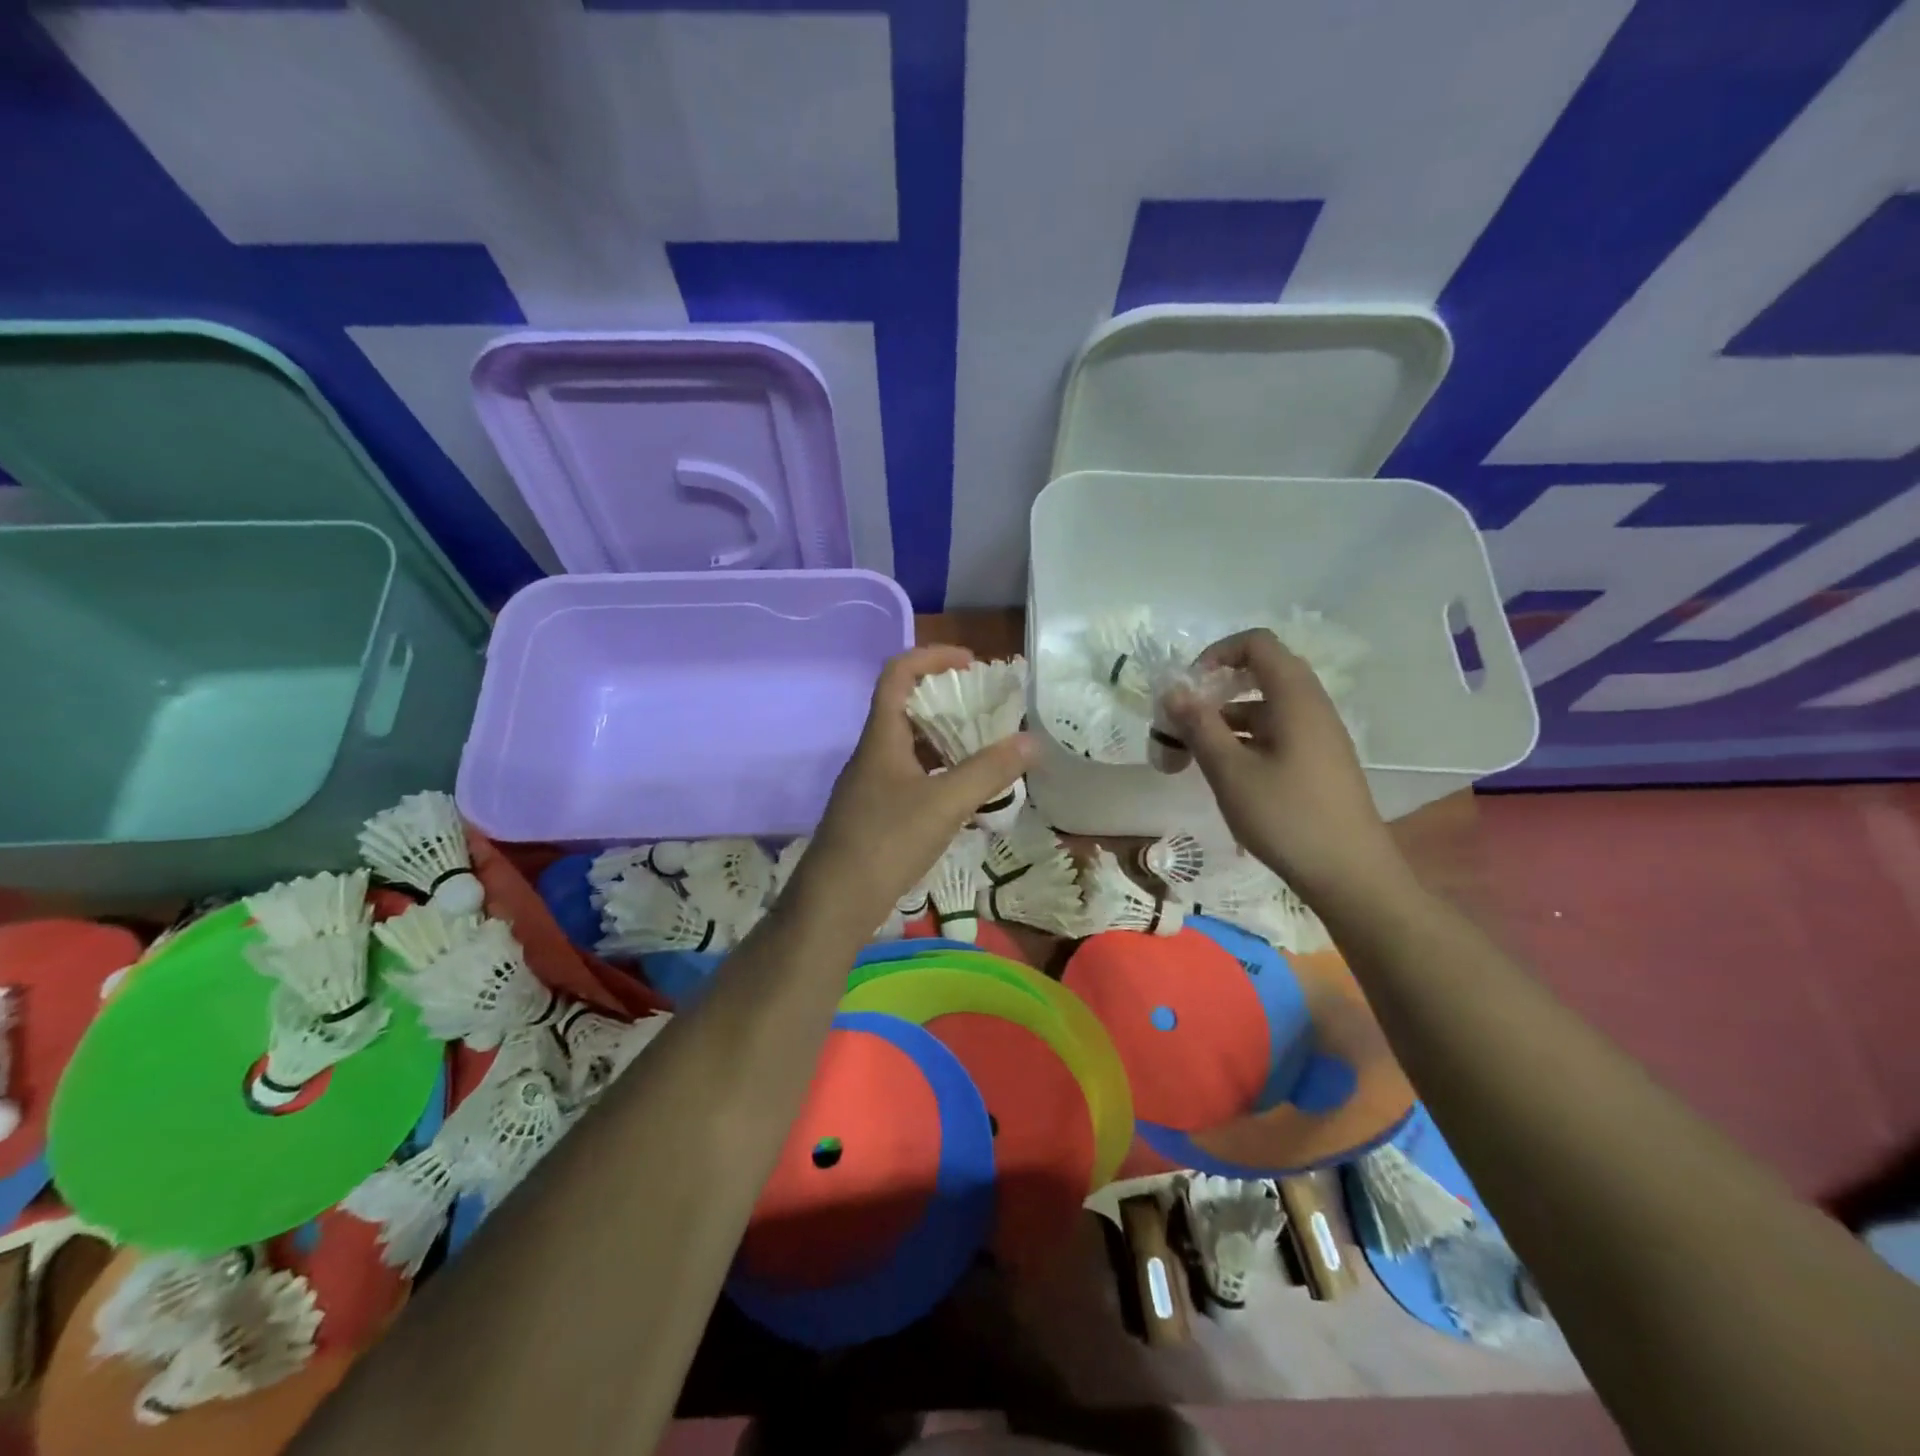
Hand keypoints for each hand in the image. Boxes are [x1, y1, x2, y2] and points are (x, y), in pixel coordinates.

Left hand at [790, 646, 1034, 939]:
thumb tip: (1031, 741)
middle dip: (948, 701)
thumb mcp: (944, 804)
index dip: (932, 656)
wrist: (834, 904)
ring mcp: (871, 786)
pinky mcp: (874, 814)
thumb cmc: (886, 842)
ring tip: (985, 750)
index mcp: (881, 737)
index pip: (898, 673)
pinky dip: (939, 775)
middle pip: (906, 708)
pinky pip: (911, 778)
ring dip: (945, 741)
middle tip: (988, 709)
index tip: (971, 662)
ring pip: (910, 746)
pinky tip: (964, 796)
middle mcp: (872, 754)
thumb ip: (988, 771)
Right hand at [1164, 629, 1405, 906]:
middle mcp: (1312, 707)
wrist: (1350, 874)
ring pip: (1267, 707)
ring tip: (1194, 755)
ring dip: (1228, 719)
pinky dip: (1246, 739)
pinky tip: (1226, 773)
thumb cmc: (1286, 817)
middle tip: (1186, 720)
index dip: (1218, 654)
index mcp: (1295, 698)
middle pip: (1261, 673)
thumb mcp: (1230, 771)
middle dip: (1217, 690)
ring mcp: (1319, 735)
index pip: (1257, 644)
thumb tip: (1173, 691)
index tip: (1190, 688)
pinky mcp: (1319, 761)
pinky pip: (1278, 732)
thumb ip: (1199, 726)